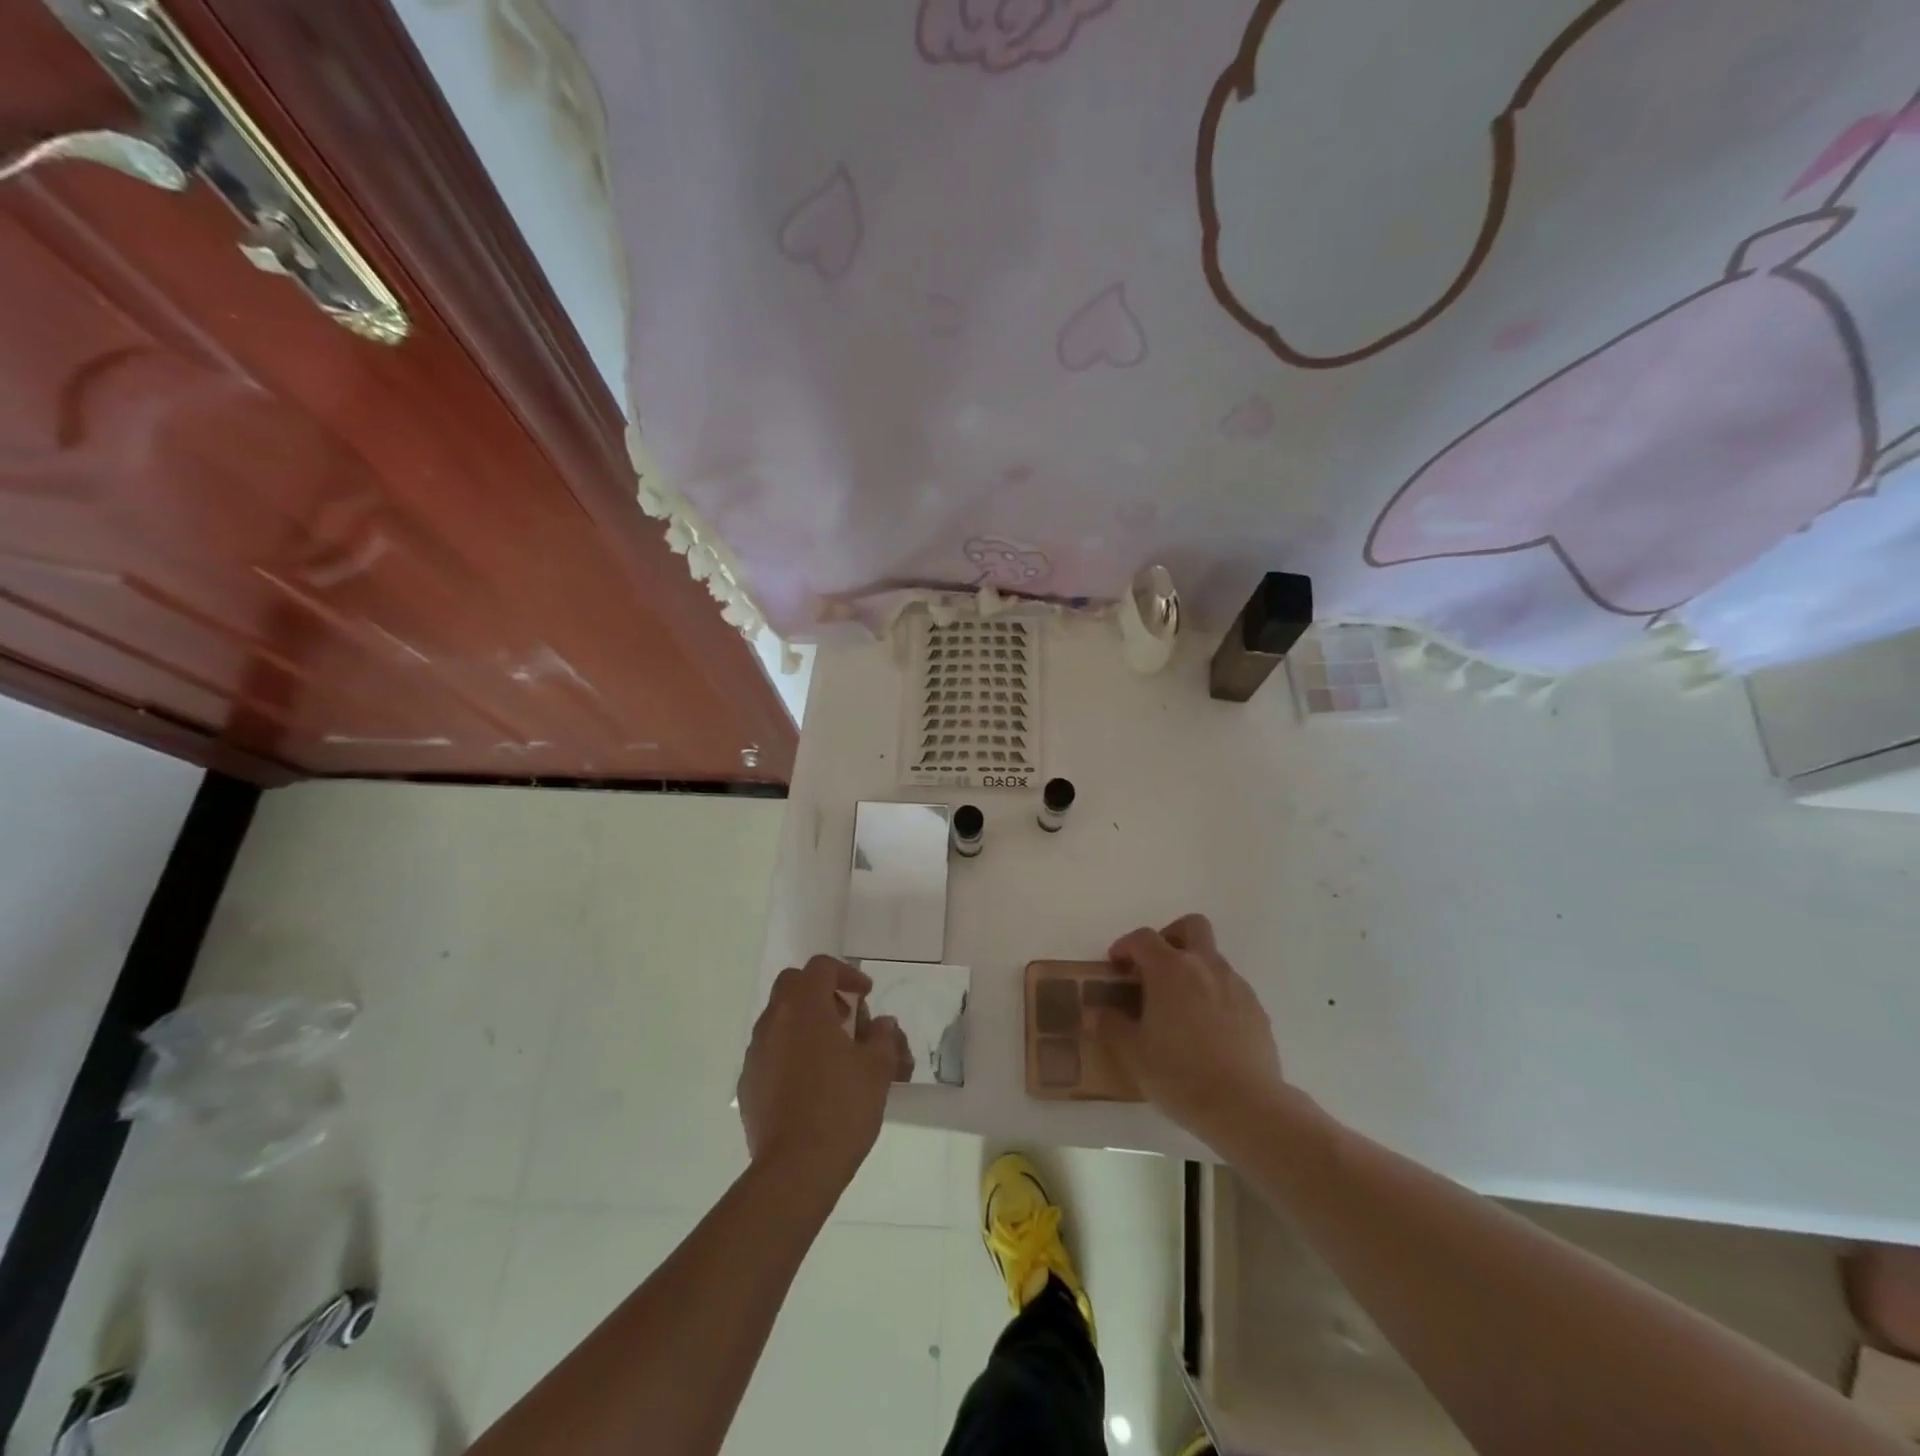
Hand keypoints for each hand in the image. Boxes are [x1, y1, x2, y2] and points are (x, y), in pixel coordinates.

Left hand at [738, 956, 911, 1196]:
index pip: (821, 967)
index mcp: (804, 1007)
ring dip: (807, 1024)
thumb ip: (884, 1037)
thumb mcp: (878, 1068)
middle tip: (848, 1018)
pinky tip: (813, 1083)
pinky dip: (792, 1052)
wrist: (795, 1169)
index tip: (867, 996)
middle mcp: (774, 1021)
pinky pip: (771, 1052)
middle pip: (793, 985)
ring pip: (780, 1019)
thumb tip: (882, 1025)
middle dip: (822, 993)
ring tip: (836, 1054)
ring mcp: (756, 1053)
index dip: (847, 974)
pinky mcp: (749, 1084)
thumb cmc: (841, 1108)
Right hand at [1097, 914, 1290, 1154]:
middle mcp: (1205, 966)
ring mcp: (1236, 985)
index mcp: (1170, 969)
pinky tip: (1207, 1030)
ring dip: (1194, 968)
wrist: (1247, 1107)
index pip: (1143, 938)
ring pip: (1212, 958)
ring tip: (1180, 1007)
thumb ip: (1111, 1026)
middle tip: (1155, 967)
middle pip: (1191, 926)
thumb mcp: (1133, 1054)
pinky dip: (1215, 995)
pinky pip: (1231, 988)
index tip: (1116, 964)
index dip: (1125, 945)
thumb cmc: (1181, 1074)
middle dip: (1171, 936)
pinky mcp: (1257, 1009)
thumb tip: (1092, 1013)